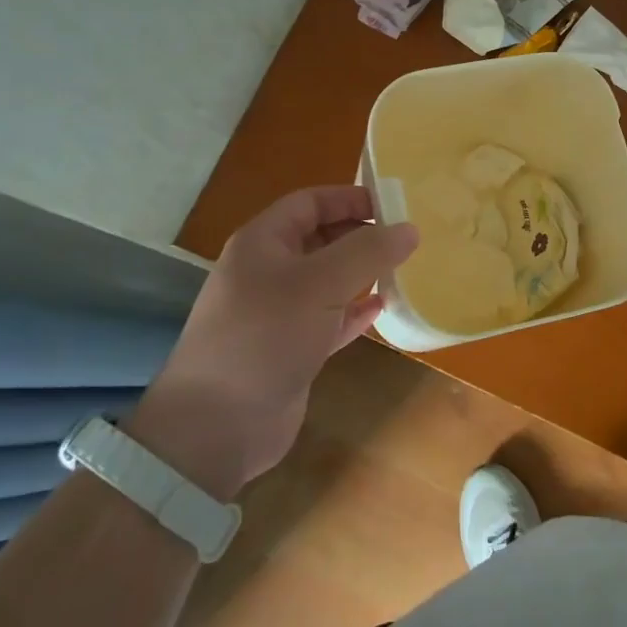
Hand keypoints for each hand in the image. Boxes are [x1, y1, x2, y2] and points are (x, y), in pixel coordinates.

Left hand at [129, 186, 417, 497]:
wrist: (217, 427)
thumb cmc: (265, 336)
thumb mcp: (320, 284)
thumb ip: (367, 252)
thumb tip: (410, 228)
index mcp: (263, 242)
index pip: (310, 203)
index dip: (350, 198)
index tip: (393, 206)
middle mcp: (268, 271)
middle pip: (320, 238)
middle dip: (360, 236)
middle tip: (405, 240)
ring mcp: (278, 312)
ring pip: (328, 280)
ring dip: (361, 274)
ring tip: (402, 270)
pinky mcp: (291, 349)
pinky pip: (329, 319)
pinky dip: (354, 312)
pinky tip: (381, 310)